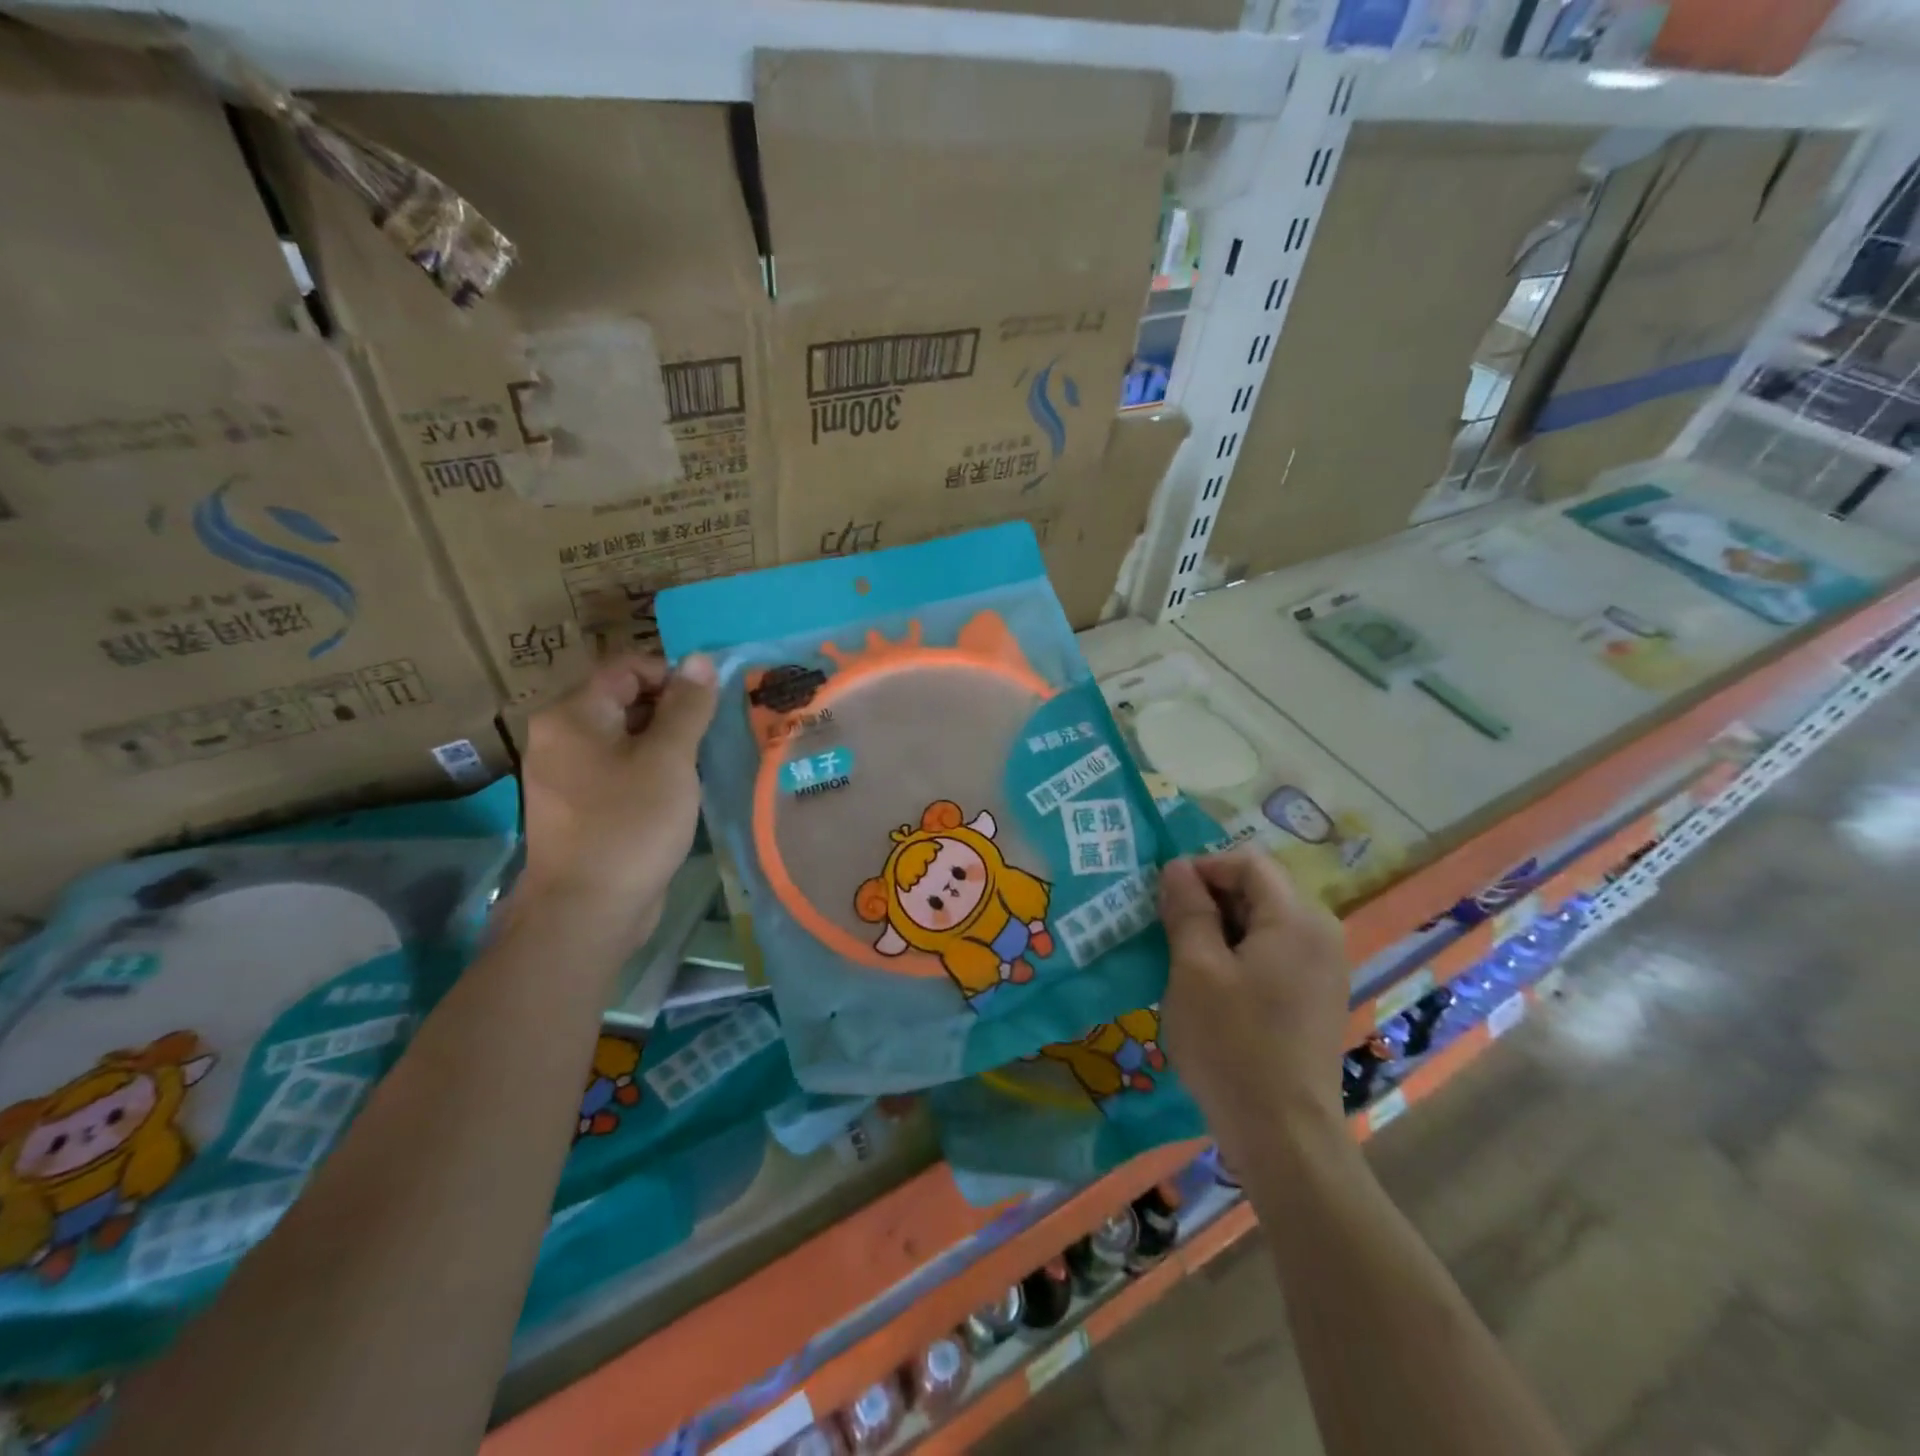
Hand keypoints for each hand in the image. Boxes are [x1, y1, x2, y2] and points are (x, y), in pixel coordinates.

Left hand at [516, 653, 716, 949]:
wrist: (588, 910)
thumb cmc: (630, 824)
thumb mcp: (669, 758)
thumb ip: (687, 707)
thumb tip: (699, 659)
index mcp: (571, 715)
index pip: (627, 668)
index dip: (673, 676)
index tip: (711, 704)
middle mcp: (560, 737)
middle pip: (624, 701)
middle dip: (672, 711)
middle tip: (713, 734)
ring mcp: (566, 775)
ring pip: (625, 738)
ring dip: (665, 743)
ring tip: (702, 761)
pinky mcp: (580, 807)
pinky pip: (619, 770)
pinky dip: (650, 771)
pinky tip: (679, 791)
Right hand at [1158, 850, 1349, 1155]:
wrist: (1285, 1136)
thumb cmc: (1233, 1044)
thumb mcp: (1195, 969)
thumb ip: (1188, 909)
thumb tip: (1177, 867)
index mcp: (1296, 918)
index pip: (1247, 862)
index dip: (1202, 868)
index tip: (1165, 898)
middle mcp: (1321, 933)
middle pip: (1259, 890)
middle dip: (1210, 900)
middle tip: (1168, 930)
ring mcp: (1324, 967)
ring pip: (1264, 923)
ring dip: (1221, 929)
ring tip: (1184, 960)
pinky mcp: (1317, 997)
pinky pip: (1275, 953)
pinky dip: (1240, 955)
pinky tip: (1213, 988)